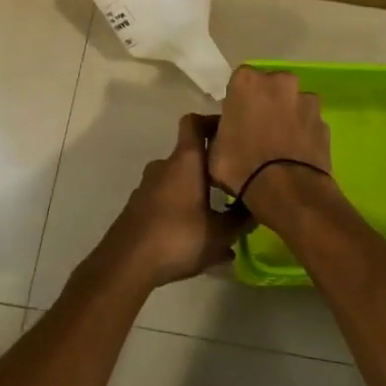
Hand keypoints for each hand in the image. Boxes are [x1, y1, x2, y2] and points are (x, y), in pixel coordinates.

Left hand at [97, 114, 245, 288]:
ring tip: (221, 217)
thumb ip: (241, 219)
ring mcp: (147, 186)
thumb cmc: (178, 238)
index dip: (212, 121)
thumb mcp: (220, 234)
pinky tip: (199, 238)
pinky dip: (184, 211)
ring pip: (179, 181)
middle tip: (235, 182)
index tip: (232, 132)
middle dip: (212, 167)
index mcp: (185, 161)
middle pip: (190, 155)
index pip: (194, 123)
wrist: (126, 263)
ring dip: (199, 193)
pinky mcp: (139, 207)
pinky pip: (168, 201)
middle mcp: (164, 166)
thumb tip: (259, 206)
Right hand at [209, 67, 333, 201]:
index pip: (239, 81)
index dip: (238, 100)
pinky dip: (303, 133)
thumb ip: (221, 130)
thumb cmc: (241, 166)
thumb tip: (227, 132)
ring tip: (280, 145)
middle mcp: (280, 82)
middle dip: (266, 103)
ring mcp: (307, 100)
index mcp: (247, 81)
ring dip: (287, 116)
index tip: (236, 119)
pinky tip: (296, 155)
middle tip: (257, 130)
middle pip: (270, 87)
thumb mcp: (214, 150)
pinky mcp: (325, 122)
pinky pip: (309, 123)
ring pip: (293, 103)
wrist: (288, 191)